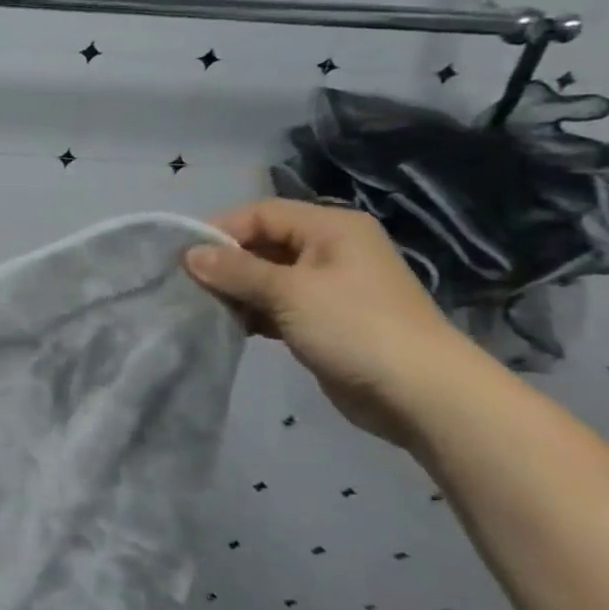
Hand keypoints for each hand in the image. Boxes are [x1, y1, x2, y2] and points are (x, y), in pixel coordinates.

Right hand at [183, 198, 480, 447]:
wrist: (423, 396)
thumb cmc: (355, 327)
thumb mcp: (288, 292)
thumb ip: (236, 270)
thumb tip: (189, 254)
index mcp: (331, 228)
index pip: (261, 213)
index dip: (221, 230)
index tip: (185, 257)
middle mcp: (331, 249)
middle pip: (264, 243)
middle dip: (227, 263)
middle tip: (191, 286)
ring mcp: (330, 286)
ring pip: (268, 276)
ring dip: (238, 290)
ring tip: (208, 308)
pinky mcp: (326, 320)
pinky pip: (279, 305)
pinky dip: (255, 312)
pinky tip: (234, 327)